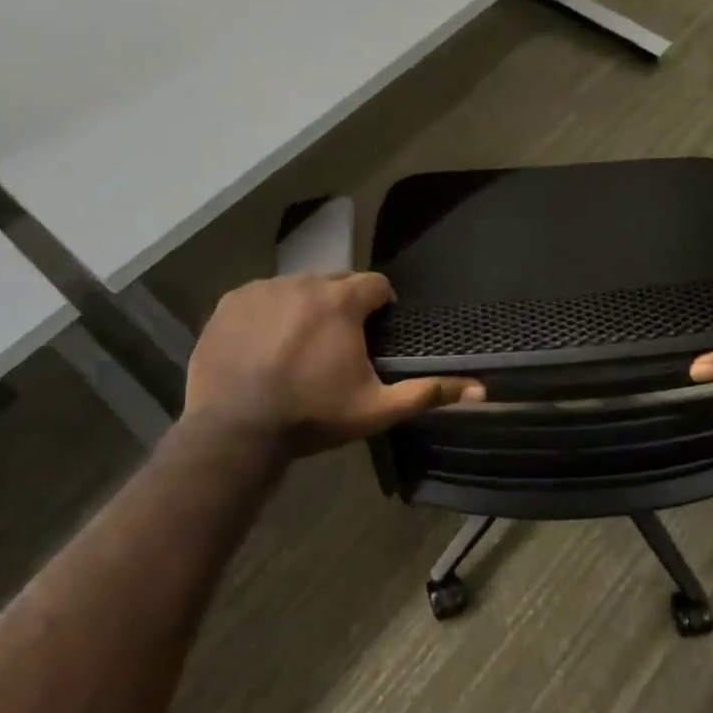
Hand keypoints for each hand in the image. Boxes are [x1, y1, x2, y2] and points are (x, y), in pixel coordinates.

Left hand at [183, 273, 483, 453]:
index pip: (376, 284)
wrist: (234, 430)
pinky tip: (264, 345)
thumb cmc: (312, 416)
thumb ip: (428, 393)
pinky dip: (268, 313)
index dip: (381, 306)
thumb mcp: (376, 409)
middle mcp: (303, 282)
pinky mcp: (230, 302)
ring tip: (298, 345)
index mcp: (342, 300)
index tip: (375, 332)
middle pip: (336, 281)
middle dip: (343, 304)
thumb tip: (482, 390)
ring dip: (305, 307)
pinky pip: (260, 297)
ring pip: (296, 287)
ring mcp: (262, 289)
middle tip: (338, 343)